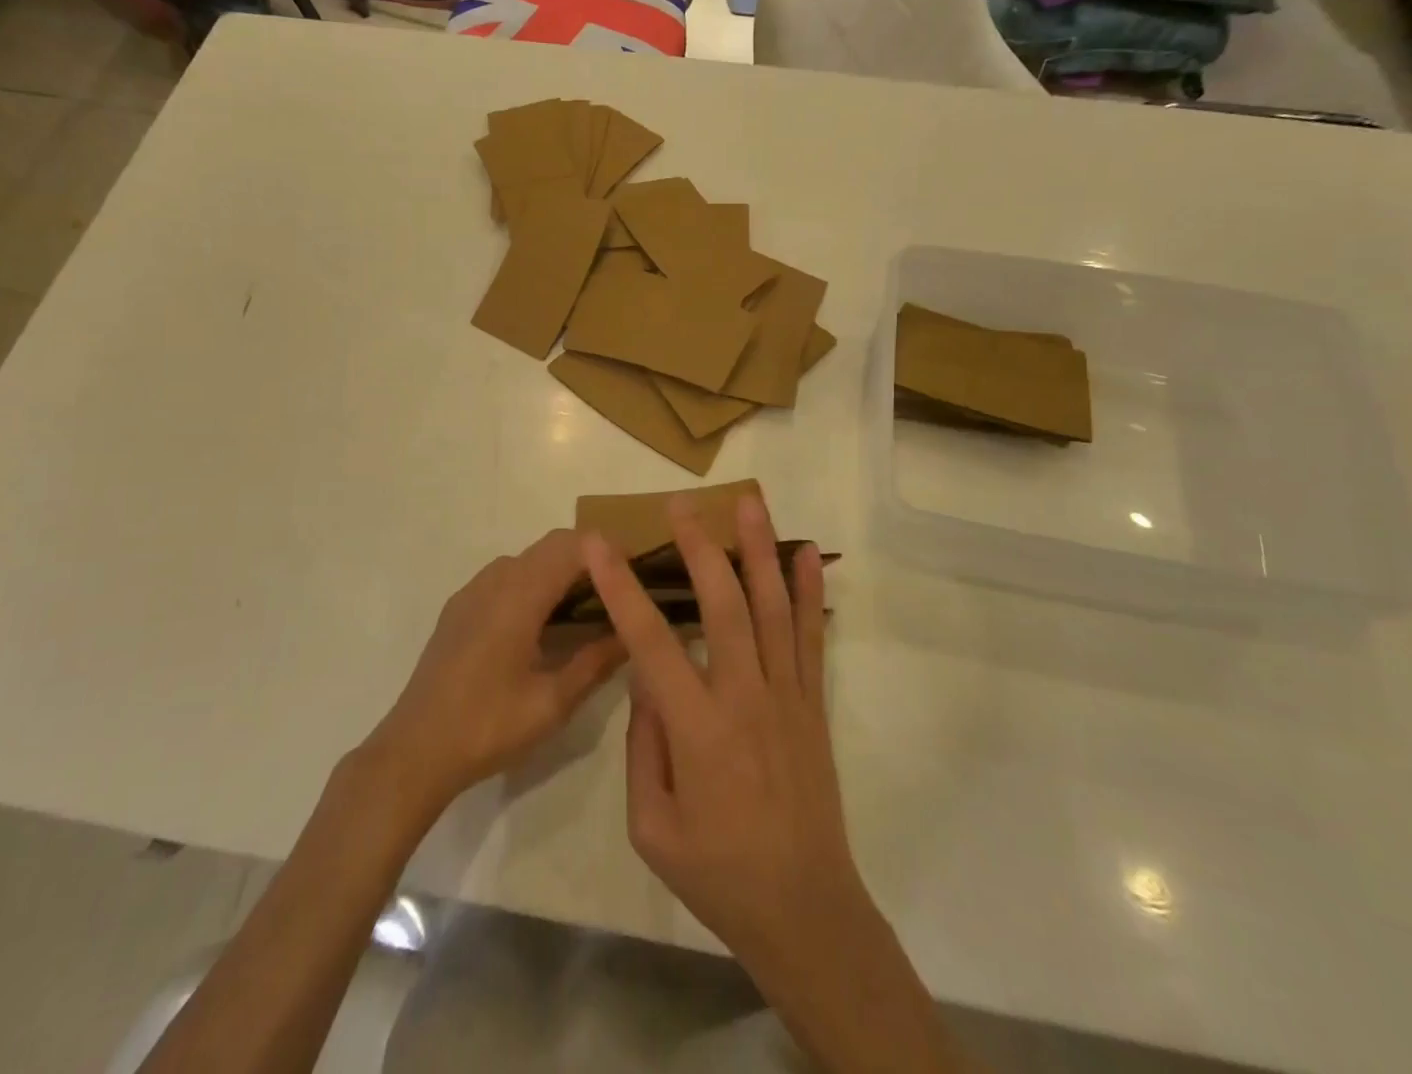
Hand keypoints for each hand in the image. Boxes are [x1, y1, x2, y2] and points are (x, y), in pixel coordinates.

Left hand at [367, 529, 627, 816]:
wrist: (414, 750)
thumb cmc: (488, 726)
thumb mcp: (552, 702)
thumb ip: (596, 661)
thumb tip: (633, 634)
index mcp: (520, 595)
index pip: (572, 546)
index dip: (608, 549)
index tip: (638, 569)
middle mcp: (496, 579)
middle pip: (551, 545)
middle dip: (589, 556)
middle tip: (620, 588)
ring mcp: (472, 590)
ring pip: (528, 558)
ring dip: (560, 568)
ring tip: (587, 605)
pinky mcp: (459, 607)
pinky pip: (506, 576)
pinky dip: (534, 581)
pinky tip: (542, 622)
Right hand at [583, 495, 871, 974]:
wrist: (805, 910)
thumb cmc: (718, 873)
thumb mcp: (651, 825)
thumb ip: (643, 745)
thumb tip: (648, 679)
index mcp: (697, 729)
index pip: (650, 641)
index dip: (621, 588)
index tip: (598, 544)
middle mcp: (744, 697)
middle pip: (722, 605)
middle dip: (698, 547)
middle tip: (680, 504)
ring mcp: (786, 695)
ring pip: (771, 607)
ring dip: (758, 549)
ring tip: (748, 502)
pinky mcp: (812, 702)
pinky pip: (812, 635)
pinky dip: (809, 590)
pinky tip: (808, 552)